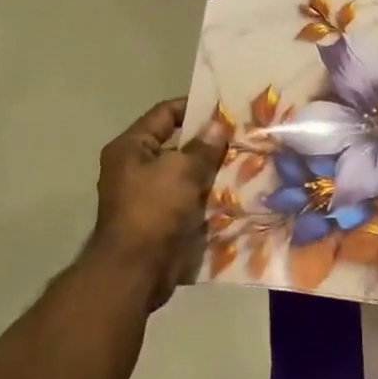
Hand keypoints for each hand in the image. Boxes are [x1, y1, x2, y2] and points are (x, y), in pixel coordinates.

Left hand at [87, 98, 229, 311]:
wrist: (136, 271)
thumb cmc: (153, 209)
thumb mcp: (181, 170)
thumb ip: (203, 147)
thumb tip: (218, 125)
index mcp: (131, 148)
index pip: (164, 114)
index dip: (194, 107)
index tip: (225, 108)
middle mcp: (135, 168)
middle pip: (177, 146)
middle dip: (209, 143)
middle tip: (242, 137)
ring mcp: (148, 197)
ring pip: (186, 176)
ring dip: (212, 173)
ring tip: (246, 164)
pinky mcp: (161, 221)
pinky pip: (189, 202)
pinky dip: (208, 199)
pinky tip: (236, 194)